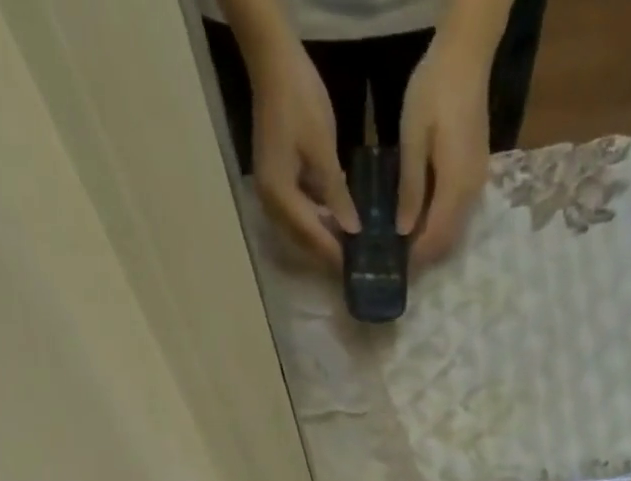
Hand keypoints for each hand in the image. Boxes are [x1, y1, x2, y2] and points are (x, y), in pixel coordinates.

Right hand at [246, 35, 359, 266]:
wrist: (273, 62)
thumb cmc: (300, 100)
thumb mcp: (323, 149)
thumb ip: (337, 194)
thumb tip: (353, 231)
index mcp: (280, 196)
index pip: (312, 237)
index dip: (336, 254)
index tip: (359, 269)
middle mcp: (271, 203)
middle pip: (304, 240)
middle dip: (331, 252)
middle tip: (359, 264)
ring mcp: (271, 193)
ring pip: (301, 229)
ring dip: (325, 239)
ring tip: (353, 248)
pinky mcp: (276, 181)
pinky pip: (299, 213)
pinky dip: (318, 220)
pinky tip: (340, 222)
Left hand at [397, 31, 492, 264]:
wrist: (467, 56)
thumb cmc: (434, 91)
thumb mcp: (413, 139)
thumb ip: (410, 188)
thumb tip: (403, 231)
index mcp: (455, 187)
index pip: (436, 238)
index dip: (417, 258)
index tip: (396, 267)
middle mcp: (471, 193)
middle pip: (449, 240)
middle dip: (425, 255)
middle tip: (398, 262)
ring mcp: (478, 184)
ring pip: (455, 229)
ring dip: (433, 241)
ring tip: (406, 245)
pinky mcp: (476, 173)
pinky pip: (459, 213)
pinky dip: (441, 224)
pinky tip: (422, 220)